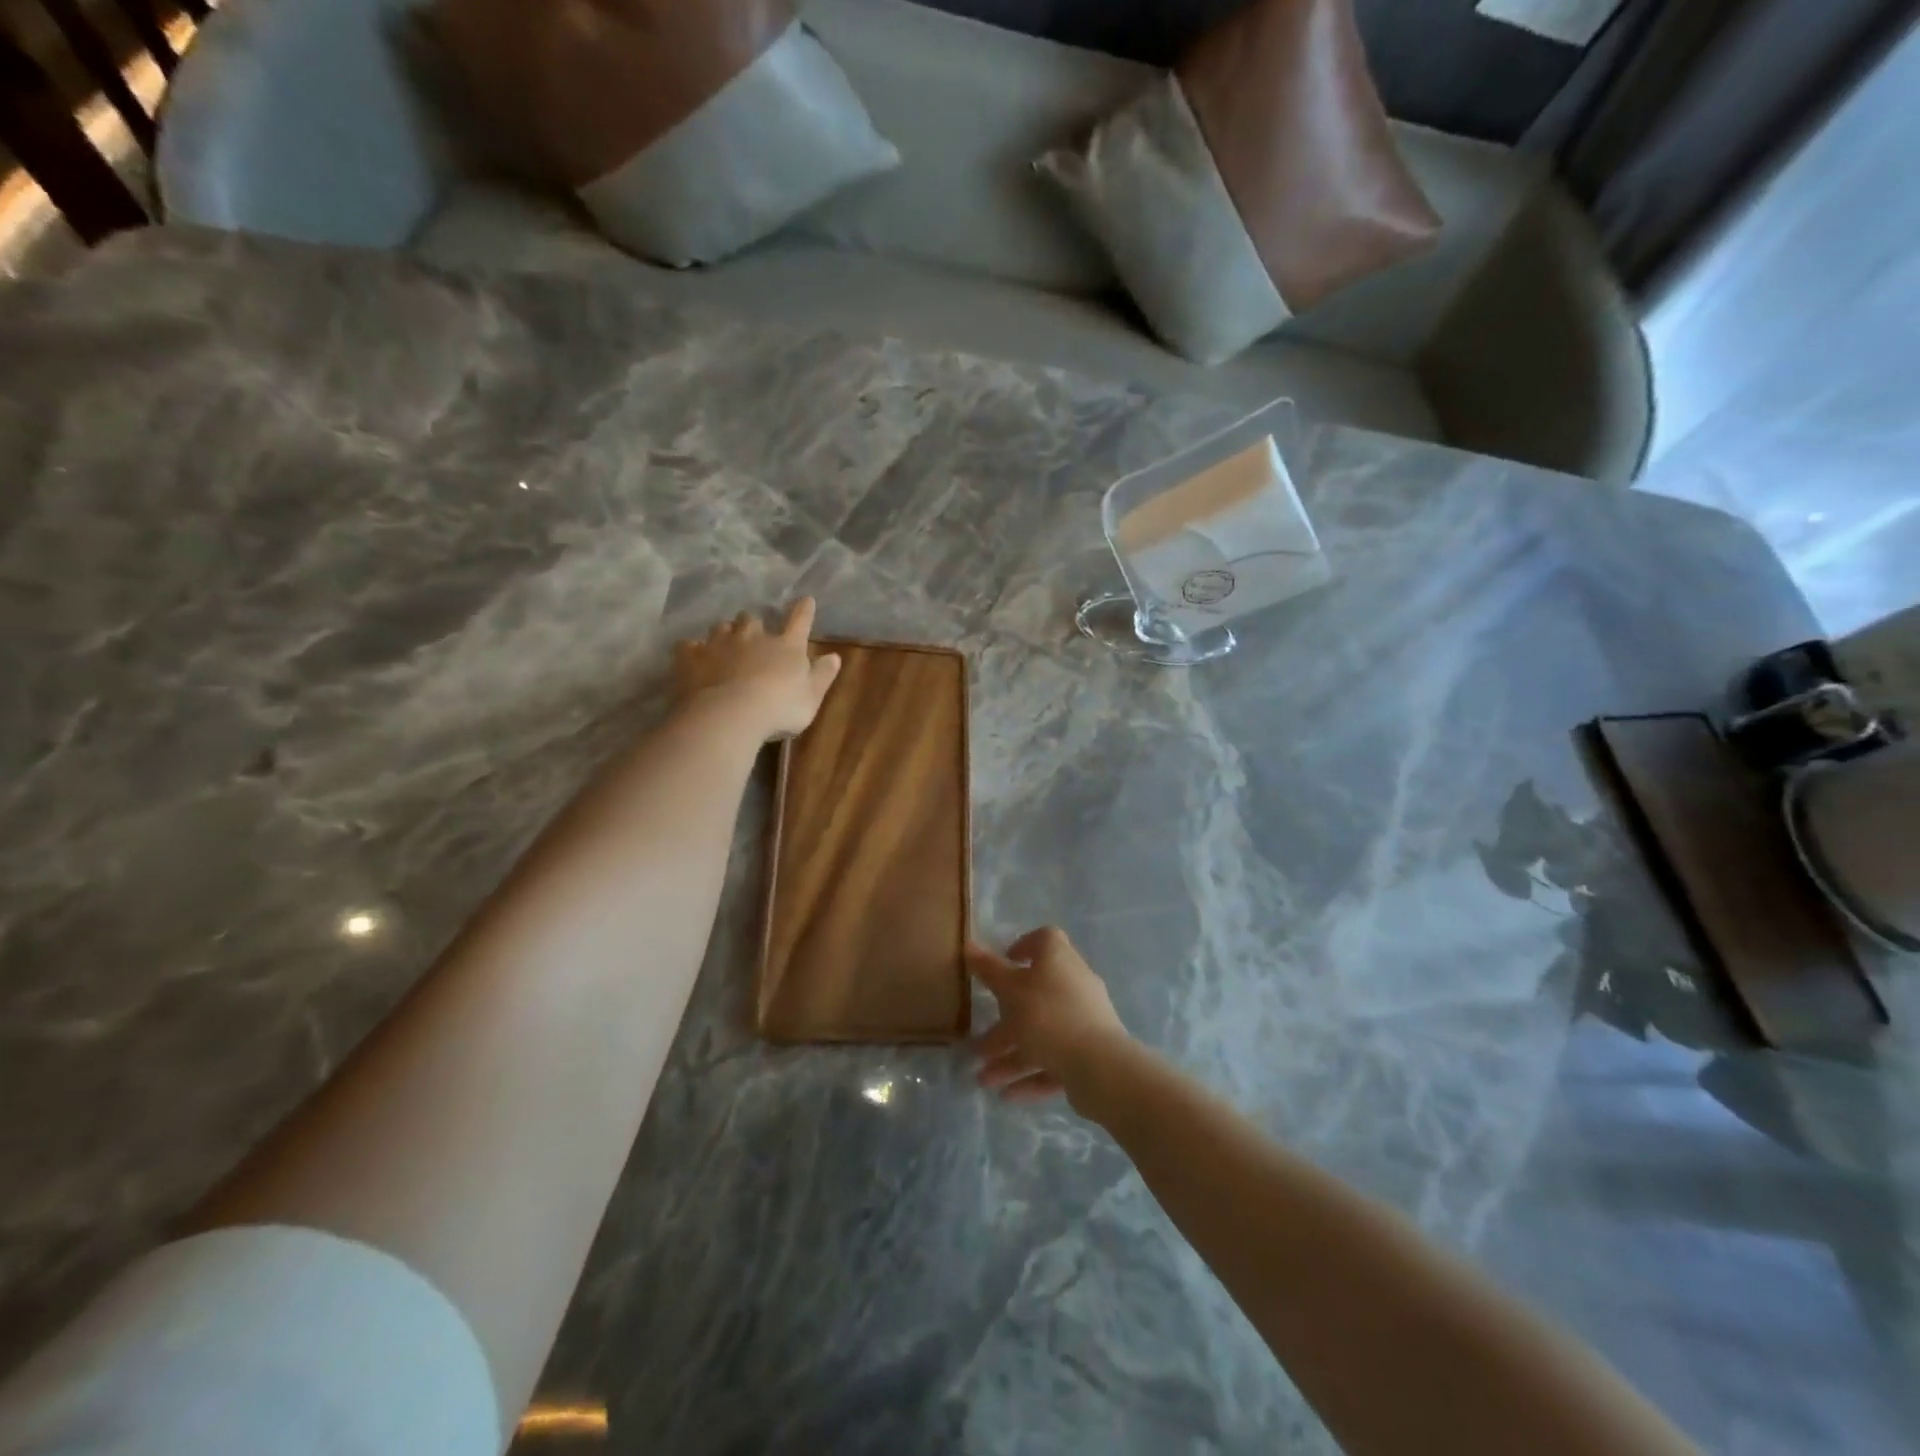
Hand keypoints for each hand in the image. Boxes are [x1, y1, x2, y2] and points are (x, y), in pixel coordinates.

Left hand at [673, 599, 841, 740]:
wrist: (730, 715)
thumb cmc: (779, 708)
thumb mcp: (811, 697)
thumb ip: (822, 676)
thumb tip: (834, 657)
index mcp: (786, 646)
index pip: (799, 621)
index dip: (803, 610)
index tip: (805, 600)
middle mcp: (752, 636)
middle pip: (751, 619)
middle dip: (753, 624)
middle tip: (752, 635)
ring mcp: (719, 644)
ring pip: (721, 627)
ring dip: (724, 633)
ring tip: (724, 645)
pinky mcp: (691, 657)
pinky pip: (689, 646)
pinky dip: (692, 650)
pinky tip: (692, 658)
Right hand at [969, 928, 1131, 1105]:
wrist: (1100, 1066)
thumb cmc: (1048, 1016)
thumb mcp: (1010, 990)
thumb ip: (988, 970)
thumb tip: (968, 945)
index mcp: (1059, 959)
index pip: (1044, 940)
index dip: (1023, 946)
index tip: (1005, 961)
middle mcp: (1075, 984)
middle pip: (1036, 995)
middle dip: (1005, 1020)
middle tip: (980, 1040)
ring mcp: (1085, 1020)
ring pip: (1043, 1033)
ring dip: (1012, 1055)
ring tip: (984, 1079)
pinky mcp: (1090, 1053)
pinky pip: (1056, 1059)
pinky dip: (1032, 1074)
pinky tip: (1007, 1095)